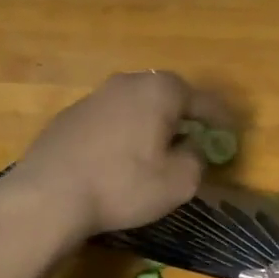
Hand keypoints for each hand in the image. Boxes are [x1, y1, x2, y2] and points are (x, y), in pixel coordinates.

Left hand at [0, 71, 230, 240]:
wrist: (49, 195)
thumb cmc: (123, 185)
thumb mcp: (178, 182)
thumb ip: (196, 160)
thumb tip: (192, 148)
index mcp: (160, 90)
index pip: (202, 100)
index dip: (220, 117)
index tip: (229, 132)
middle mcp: (127, 83)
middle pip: (166, 94)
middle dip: (183, 114)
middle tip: (194, 136)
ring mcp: (95, 97)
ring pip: (135, 104)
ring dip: (150, 122)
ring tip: (157, 147)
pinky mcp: (70, 116)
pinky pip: (110, 119)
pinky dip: (123, 132)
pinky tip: (120, 157)